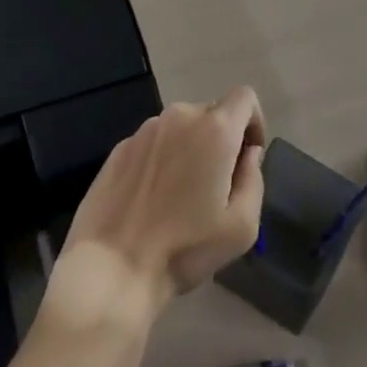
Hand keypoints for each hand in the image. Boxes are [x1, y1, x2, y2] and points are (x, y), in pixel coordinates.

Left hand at [50, 87, 265, 326]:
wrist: (112, 269)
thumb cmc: (185, 248)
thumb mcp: (242, 227)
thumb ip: (254, 178)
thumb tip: (248, 154)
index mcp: (214, 129)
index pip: (245, 97)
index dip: (253, 122)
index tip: (247, 157)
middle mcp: (179, 116)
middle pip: (212, 113)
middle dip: (221, 140)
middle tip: (215, 186)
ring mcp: (145, 130)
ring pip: (181, 127)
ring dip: (190, 148)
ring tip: (181, 195)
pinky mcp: (120, 147)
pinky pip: (154, 142)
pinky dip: (162, 158)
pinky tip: (152, 198)